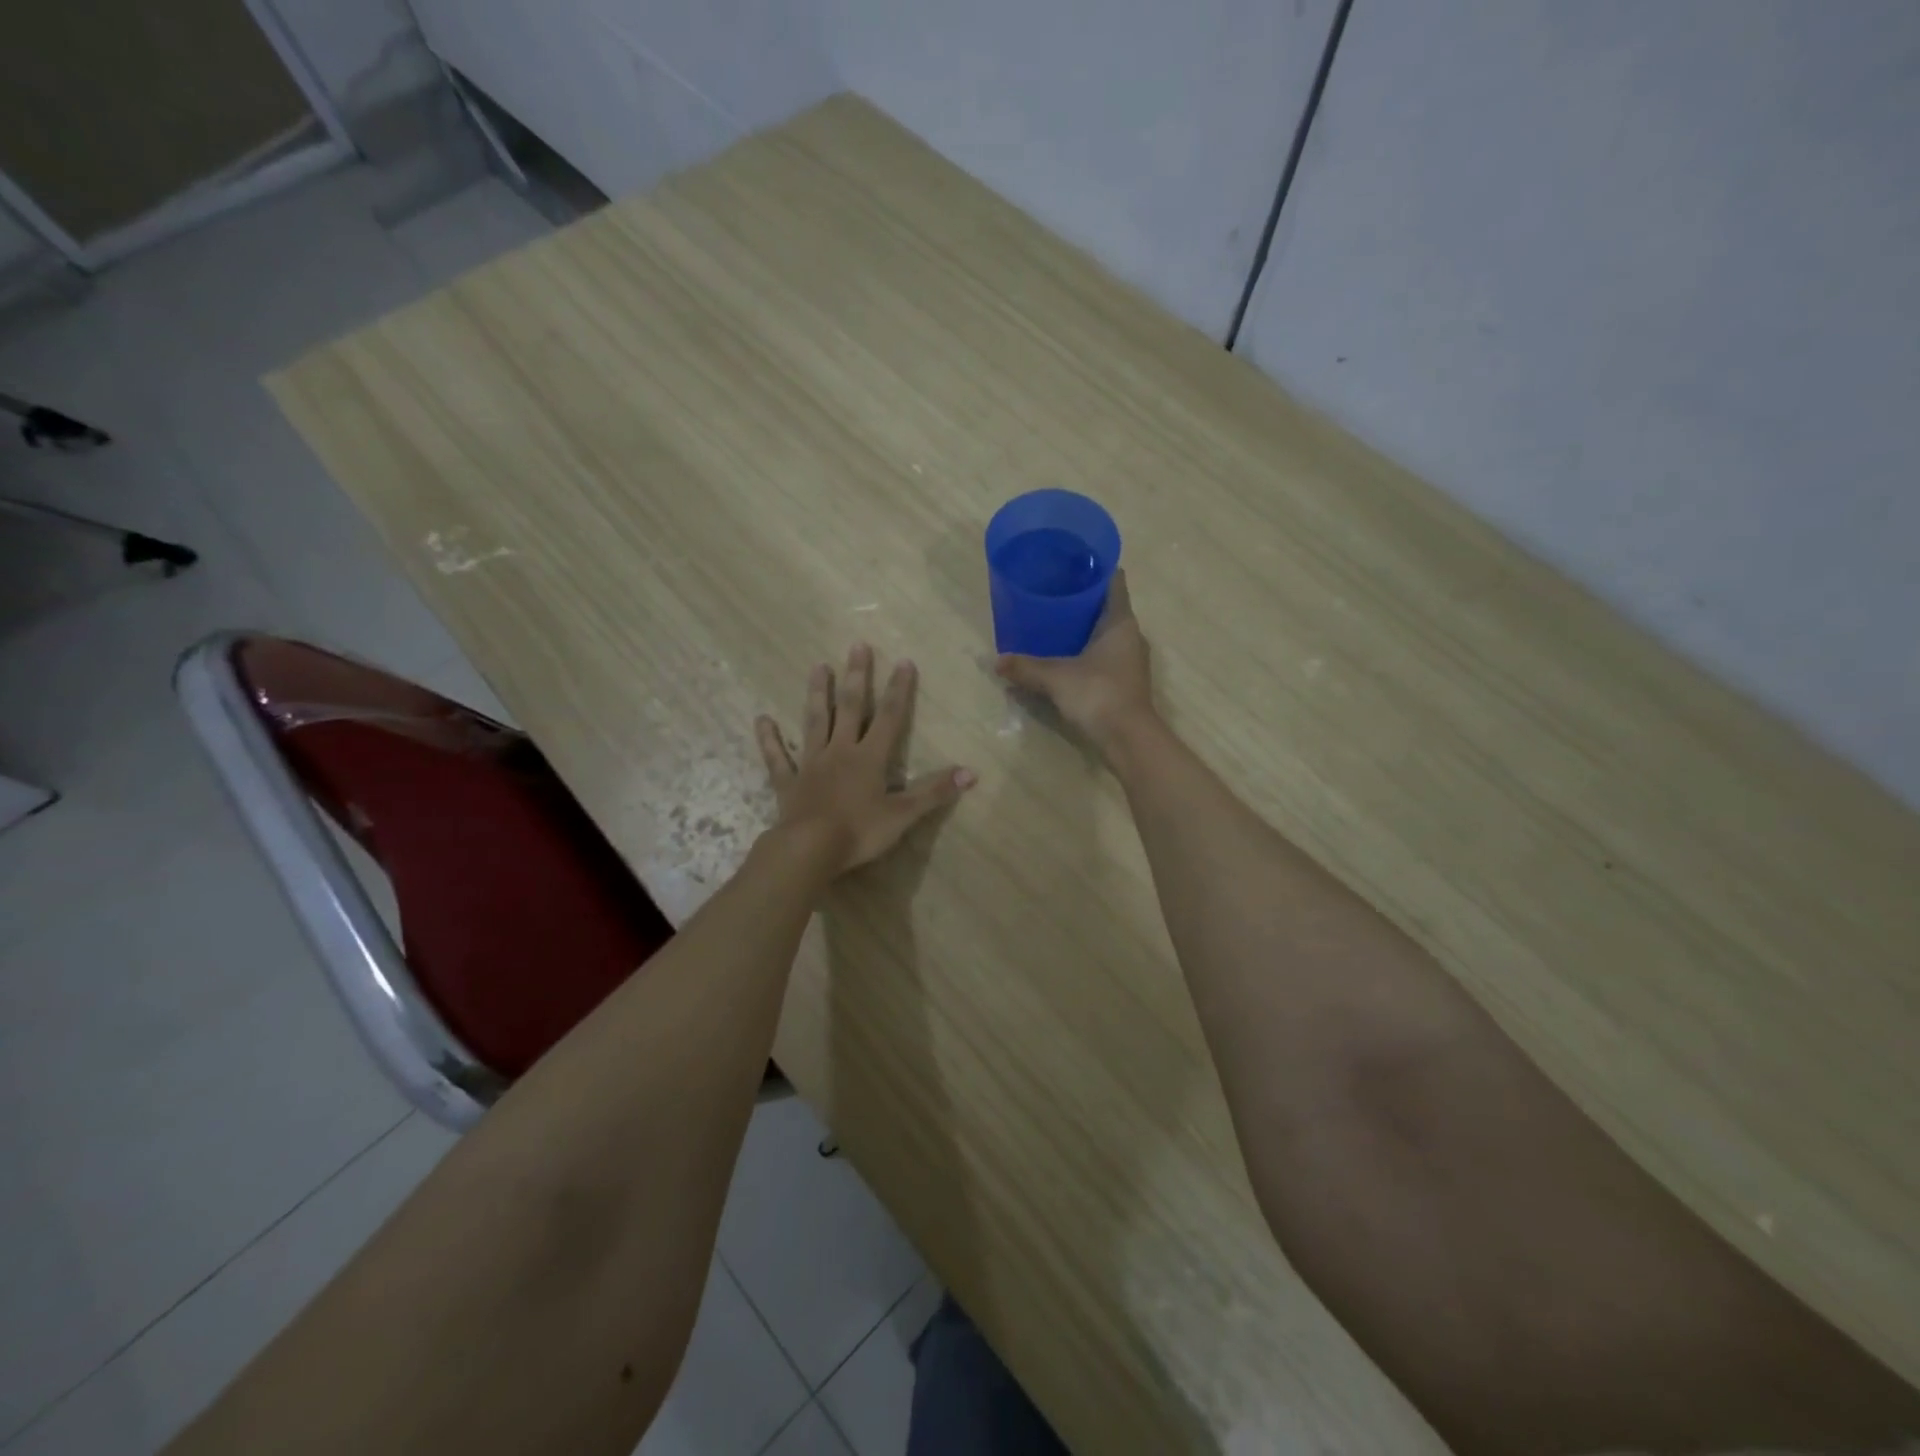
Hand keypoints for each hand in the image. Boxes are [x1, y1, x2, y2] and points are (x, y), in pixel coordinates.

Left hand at [756, 644, 975, 875]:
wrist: (809, 850)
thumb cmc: (859, 832)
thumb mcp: (903, 814)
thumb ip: (934, 792)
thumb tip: (971, 773)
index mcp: (870, 758)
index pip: (890, 717)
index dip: (899, 690)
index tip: (903, 661)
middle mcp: (840, 752)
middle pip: (851, 708)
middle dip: (857, 677)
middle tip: (857, 646)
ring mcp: (811, 764)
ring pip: (815, 722)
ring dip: (818, 694)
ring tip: (819, 667)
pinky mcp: (788, 783)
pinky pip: (778, 758)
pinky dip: (769, 739)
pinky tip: (762, 720)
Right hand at [995, 569, 1155, 754]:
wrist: (1128, 739)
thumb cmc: (1098, 694)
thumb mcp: (1056, 678)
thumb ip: (1026, 667)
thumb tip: (996, 661)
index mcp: (1120, 622)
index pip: (1113, 581)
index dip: (1094, 568)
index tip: (1071, 562)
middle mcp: (1131, 635)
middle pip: (1108, 606)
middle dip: (1082, 599)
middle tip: (1051, 591)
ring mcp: (1131, 660)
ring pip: (1106, 633)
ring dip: (1084, 627)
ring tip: (1053, 622)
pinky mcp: (1125, 681)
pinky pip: (1104, 655)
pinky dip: (1086, 650)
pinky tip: (1064, 656)